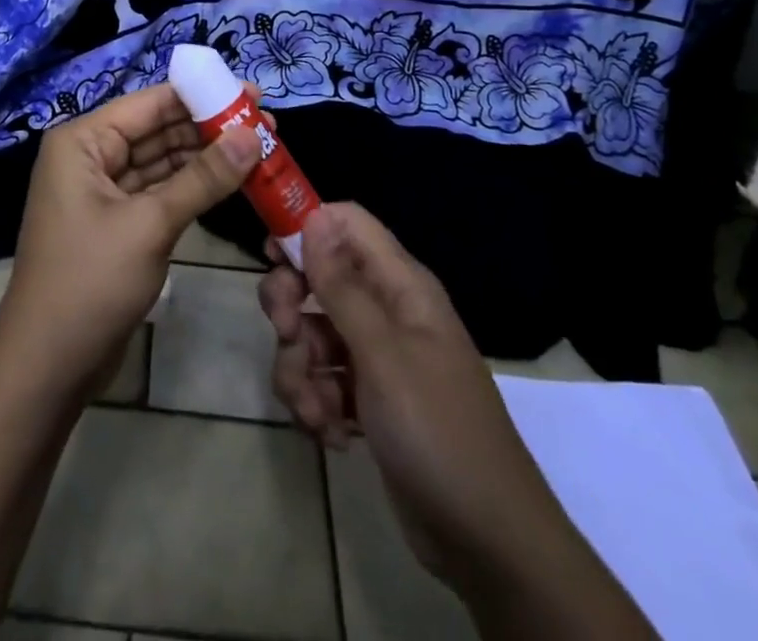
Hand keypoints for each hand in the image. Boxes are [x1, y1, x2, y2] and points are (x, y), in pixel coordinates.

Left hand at [0, 84, 259, 392]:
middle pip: (157, 130)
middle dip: (209, 128)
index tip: (252, 93)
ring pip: (162, 162)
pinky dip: (192, 188)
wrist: (46, 368)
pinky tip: (232, 183)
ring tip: (260, 150)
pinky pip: (159, 192)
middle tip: (267, 125)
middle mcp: (90, 157)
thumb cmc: (90, 282)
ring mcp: (103, 191)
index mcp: (83, 141)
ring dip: (206, 158)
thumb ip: (203, 178)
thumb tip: (253, 135)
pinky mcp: (117, 223)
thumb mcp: (151, 225)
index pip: (150, 103)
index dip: (202, 96)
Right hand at [260, 203, 533, 585]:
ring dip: (299, 368)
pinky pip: (322, 377)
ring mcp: (377, 355)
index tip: (271, 255)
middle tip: (286, 334)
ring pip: (312, 332)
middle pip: (319, 276)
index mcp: (400, 284)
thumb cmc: (436, 430)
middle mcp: (387, 309)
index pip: (346, 224)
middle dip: (291, 304)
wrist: (487, 542)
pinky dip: (316, 401)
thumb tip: (314, 215)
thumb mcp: (382, 353)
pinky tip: (331, 435)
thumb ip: (341, 284)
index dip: (306, 227)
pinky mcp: (367, 397)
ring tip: (315, 411)